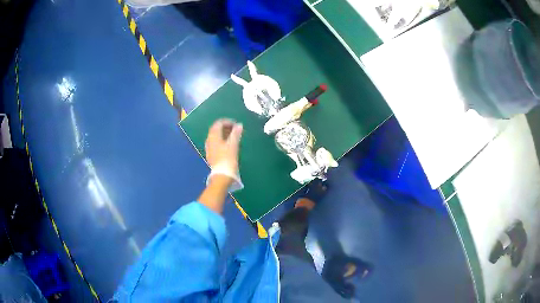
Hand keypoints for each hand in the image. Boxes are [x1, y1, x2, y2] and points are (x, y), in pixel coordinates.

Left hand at [205, 119, 242, 184]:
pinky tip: (228, 145)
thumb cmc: (228, 158)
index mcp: (213, 136)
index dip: (227, 122)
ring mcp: (209, 148)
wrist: (222, 175)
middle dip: (225, 127)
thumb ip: (236, 133)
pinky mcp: (211, 154)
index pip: (218, 123)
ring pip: (215, 136)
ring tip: (233, 137)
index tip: (236, 125)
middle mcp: (209, 140)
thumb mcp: (233, 144)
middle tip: (235, 129)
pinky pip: (215, 143)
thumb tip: (239, 125)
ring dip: (224, 134)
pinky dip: (222, 140)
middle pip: (216, 129)